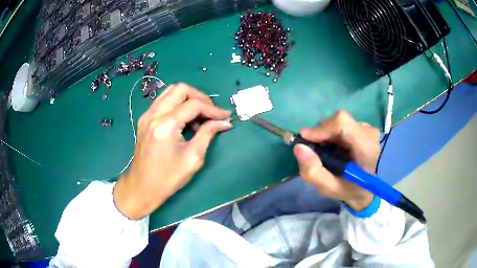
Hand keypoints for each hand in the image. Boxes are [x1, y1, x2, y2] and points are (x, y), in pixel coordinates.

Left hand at [113, 83, 231, 219]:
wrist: (142, 187)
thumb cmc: (168, 178)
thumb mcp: (193, 158)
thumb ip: (208, 134)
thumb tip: (224, 122)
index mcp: (165, 125)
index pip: (193, 105)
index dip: (213, 109)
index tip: (225, 117)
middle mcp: (154, 114)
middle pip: (180, 89)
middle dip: (200, 97)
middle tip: (211, 113)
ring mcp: (147, 115)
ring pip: (171, 91)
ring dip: (188, 98)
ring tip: (199, 116)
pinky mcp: (145, 119)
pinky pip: (163, 101)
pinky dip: (177, 104)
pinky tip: (185, 119)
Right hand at [293, 110, 379, 210]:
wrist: (370, 188)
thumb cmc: (351, 190)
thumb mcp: (330, 189)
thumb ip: (314, 172)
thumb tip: (299, 147)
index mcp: (366, 149)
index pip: (343, 123)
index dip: (321, 128)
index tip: (305, 139)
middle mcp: (369, 133)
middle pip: (338, 122)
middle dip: (321, 134)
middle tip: (316, 153)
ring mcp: (368, 128)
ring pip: (339, 123)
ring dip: (327, 136)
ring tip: (328, 153)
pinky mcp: (365, 127)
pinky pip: (343, 125)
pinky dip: (334, 135)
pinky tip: (337, 150)